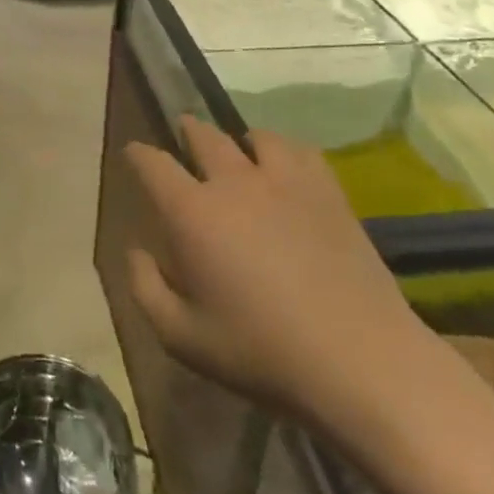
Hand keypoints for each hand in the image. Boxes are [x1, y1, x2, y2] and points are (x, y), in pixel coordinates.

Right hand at [124, 118, 439, 455]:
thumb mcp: (182, 338)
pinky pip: (298, 149)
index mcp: (191, 212)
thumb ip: (145, 288)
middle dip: (186, 132)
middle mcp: (232, 181)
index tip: (133, 156)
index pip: (152, 162)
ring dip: (236, 141)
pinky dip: (282, 151)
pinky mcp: (326, 189)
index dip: (137, 155)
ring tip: (238, 153)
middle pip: (201, 135)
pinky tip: (285, 169)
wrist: (360, 361)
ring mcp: (283, 180)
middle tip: (182, 139)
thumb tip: (136, 250)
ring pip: (252, 135)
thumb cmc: (261, 352)